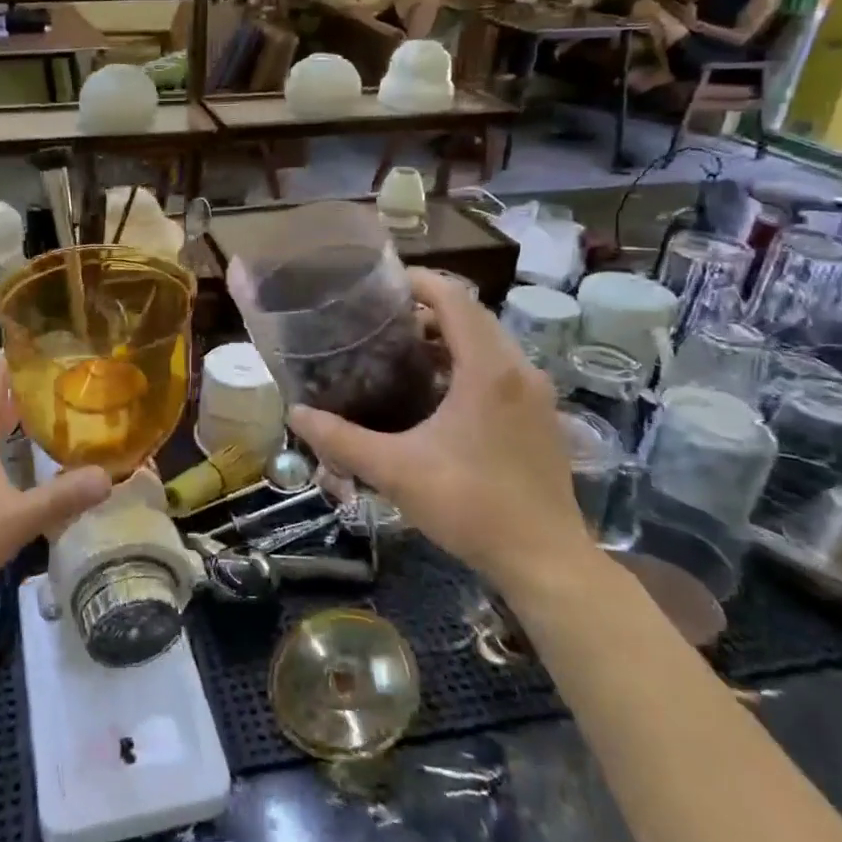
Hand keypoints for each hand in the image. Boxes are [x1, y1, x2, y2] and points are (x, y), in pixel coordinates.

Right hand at [287, 270, 590, 594]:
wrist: (546, 561)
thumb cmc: (471, 505)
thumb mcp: (395, 470)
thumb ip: (341, 439)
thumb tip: (296, 414)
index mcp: (488, 369)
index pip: (455, 298)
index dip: (418, 281)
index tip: (380, 283)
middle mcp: (519, 370)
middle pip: (472, 315)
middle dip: (427, 309)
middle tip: (381, 321)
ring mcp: (536, 394)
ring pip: (489, 343)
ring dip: (448, 338)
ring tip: (402, 352)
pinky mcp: (541, 417)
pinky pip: (501, 368)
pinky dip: (467, 362)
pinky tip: (436, 394)